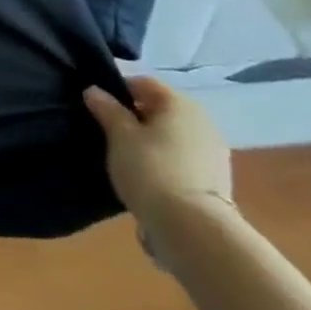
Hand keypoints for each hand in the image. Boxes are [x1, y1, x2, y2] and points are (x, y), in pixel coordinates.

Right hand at [84, 76, 233, 247]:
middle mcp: (202, 121)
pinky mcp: (215, 177)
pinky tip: (148, 174)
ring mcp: (213, 150)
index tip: (98, 106)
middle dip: (134, 115)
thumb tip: (94, 90)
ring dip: (150, 138)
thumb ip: (107, 109)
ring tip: (126, 155)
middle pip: (160, 108)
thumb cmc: (150, 168)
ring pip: (172, 133)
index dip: (118, 89)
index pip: (143, 83)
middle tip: (108, 131)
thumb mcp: (119, 135)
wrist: (192, 226)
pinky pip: (182, 156)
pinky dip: (165, 158)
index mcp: (180, 104)